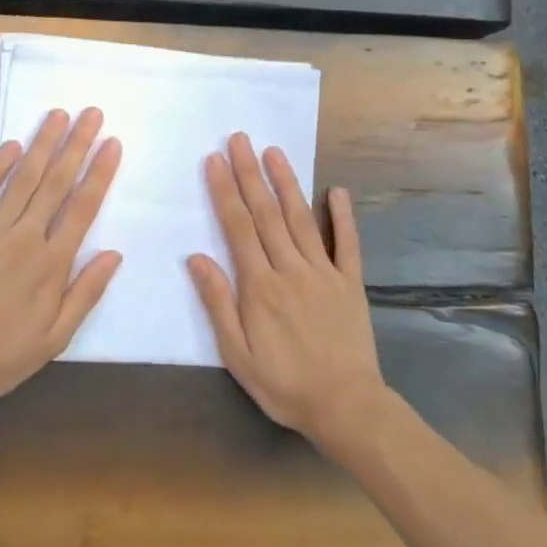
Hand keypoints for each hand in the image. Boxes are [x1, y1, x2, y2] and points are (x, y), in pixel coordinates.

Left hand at [0, 108, 122, 408]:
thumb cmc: (4, 353)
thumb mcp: (57, 336)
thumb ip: (87, 292)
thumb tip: (114, 253)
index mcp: (52, 263)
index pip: (83, 207)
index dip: (100, 172)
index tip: (112, 143)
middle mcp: (25, 237)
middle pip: (57, 182)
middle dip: (77, 144)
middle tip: (91, 113)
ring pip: (24, 178)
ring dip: (43, 144)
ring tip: (58, 115)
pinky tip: (13, 145)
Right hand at [188, 133, 389, 452]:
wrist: (345, 406)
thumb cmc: (284, 384)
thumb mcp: (237, 355)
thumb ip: (218, 303)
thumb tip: (196, 257)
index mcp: (260, 286)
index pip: (238, 228)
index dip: (224, 191)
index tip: (214, 160)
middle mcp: (290, 268)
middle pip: (266, 213)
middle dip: (250, 173)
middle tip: (239, 139)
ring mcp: (324, 272)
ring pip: (301, 218)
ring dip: (286, 183)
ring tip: (274, 151)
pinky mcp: (350, 282)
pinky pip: (347, 243)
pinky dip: (343, 215)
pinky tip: (337, 190)